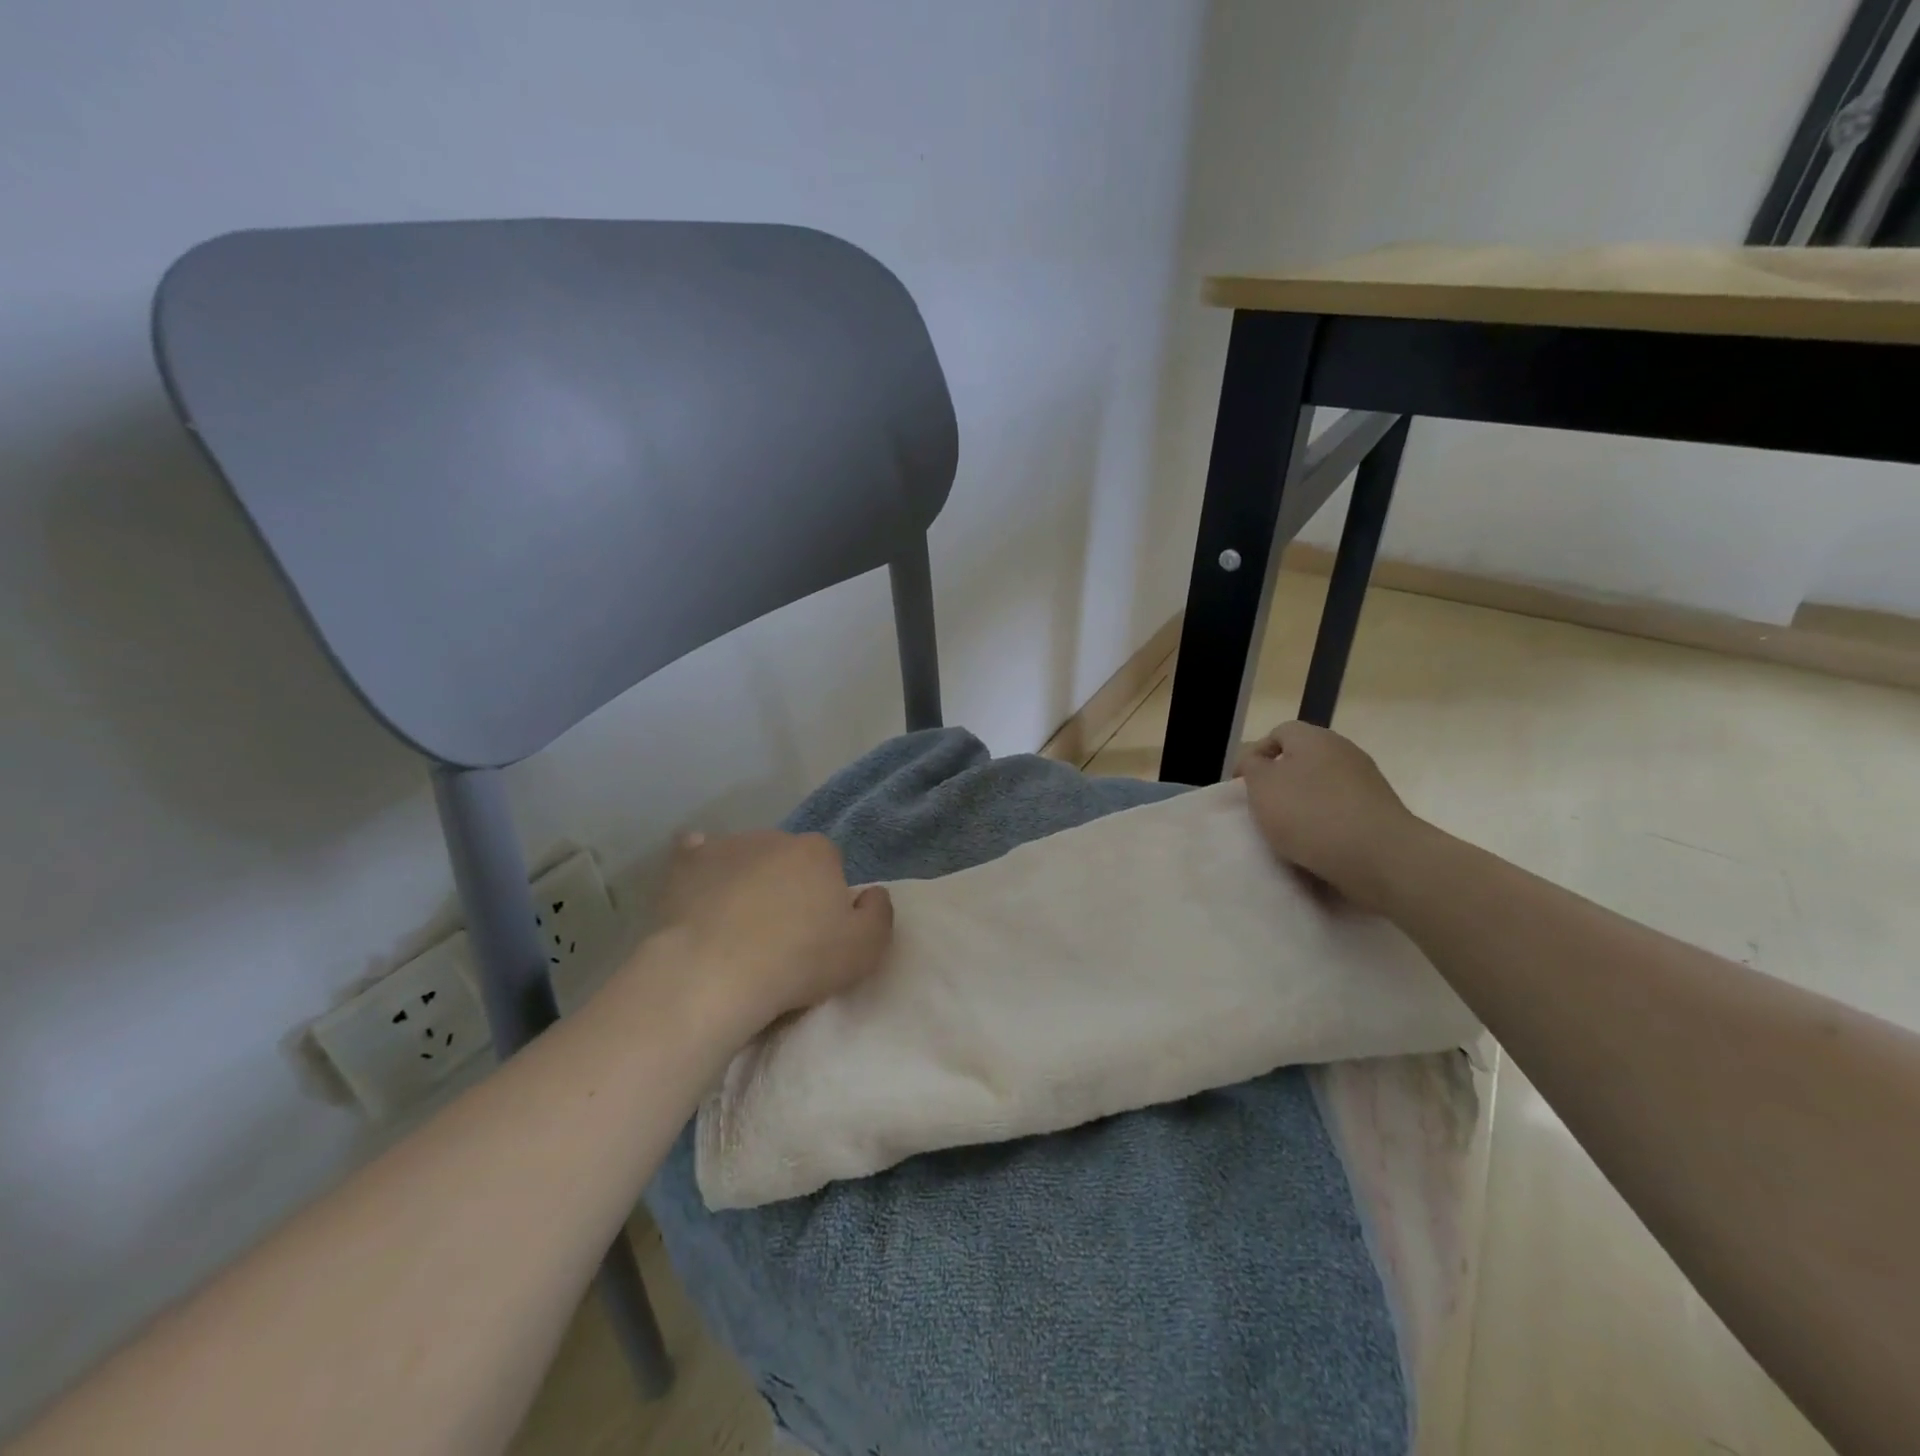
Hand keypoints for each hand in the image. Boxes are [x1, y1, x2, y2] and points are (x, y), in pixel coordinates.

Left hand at [657, 829, 893, 1035]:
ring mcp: (726, 845)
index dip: (824, 896)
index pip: (829, 864)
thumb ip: (879, 913)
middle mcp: (775, 837)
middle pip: (786, 858)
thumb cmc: (798, 960)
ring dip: (745, 878)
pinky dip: (700, 869)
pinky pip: (696, 856)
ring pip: (744, 857)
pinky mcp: (685, 864)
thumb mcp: (866, 948)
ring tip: (734, 924)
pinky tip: (698, 893)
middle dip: (784, 883)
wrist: (714, 973)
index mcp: (819, 852)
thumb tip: (872, 893)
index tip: (815, 929)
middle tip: (776, 930)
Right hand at [1234, 721, 1421, 913]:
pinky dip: (1326, 824)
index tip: (1243, 786)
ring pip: (1322, 787)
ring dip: (1304, 805)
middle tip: (1264, 809)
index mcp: (1314, 738)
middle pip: (1302, 760)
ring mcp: (1367, 781)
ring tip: (1289, 833)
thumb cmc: (1309, 813)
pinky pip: (1342, 811)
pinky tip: (1317, 846)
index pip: (1279, 733)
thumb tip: (1258, 761)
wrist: (1380, 856)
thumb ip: (1252, 767)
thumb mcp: (1262, 786)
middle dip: (1281, 782)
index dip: (1256, 755)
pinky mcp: (1380, 811)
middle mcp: (1344, 751)